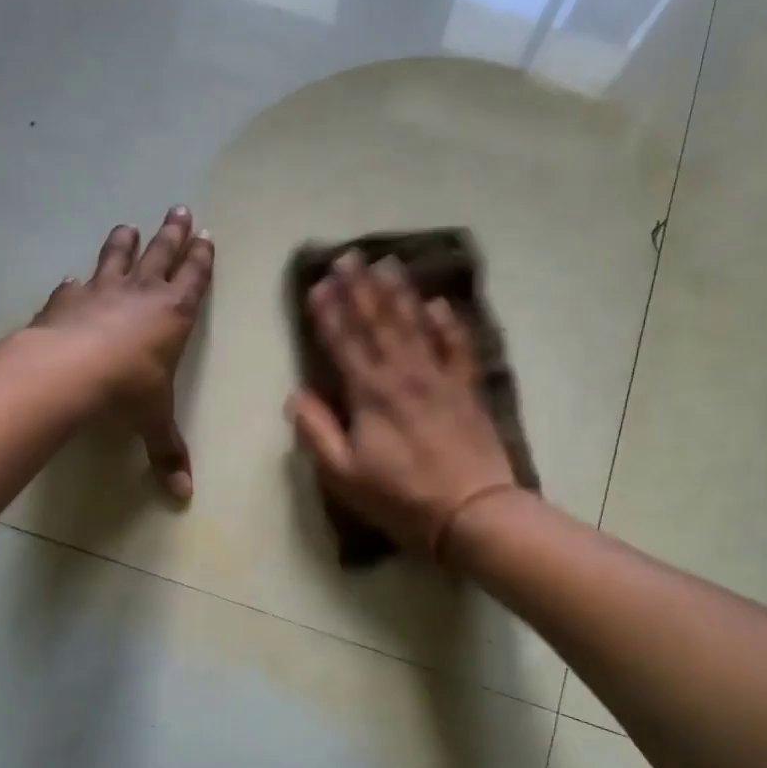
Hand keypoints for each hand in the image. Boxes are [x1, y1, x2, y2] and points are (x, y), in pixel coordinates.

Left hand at [33, 206, 213, 498]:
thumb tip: (183, 497)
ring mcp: (101, 290)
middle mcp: (141, 293)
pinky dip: (76, 282)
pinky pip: (74, 285)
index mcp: (174, 314)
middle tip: (179, 208)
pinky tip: (72, 279)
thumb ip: (168, 453)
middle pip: (161, 253)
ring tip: (129, 225)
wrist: (67, 372)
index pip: (194, 278)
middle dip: (172, 232)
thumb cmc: (126, 391)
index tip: (206, 234)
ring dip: (125, 241)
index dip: (201, 257)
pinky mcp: (66, 299)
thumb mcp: (153, 423)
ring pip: (117, 256)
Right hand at [287, 252, 519, 558]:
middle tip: (349, 255)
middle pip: (378, 322)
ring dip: (399, 293)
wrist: (471, 512)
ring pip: (416, 324)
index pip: (343, 342)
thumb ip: (316, 432)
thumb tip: (294, 395)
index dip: (329, 312)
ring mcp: (439, 377)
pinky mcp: (467, 388)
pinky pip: (458, 346)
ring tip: (387, 263)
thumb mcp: (343, 474)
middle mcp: (403, 374)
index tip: (318, 283)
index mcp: (369, 393)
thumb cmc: (400, 497)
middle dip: (360, 288)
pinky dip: (448, 323)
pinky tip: (439, 304)